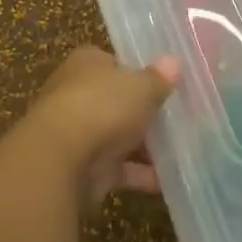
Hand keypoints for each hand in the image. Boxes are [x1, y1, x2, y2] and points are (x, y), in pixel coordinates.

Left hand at [23, 46, 180, 210]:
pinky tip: (168, 180)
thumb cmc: (101, 106)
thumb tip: (174, 62)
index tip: (165, 82)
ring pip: (118, 136)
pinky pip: (118, 169)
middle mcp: (78, 94)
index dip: (139, 71)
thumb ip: (158, 78)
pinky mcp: (83, 170)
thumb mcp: (141, 86)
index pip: (115, 62)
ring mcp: (79, 134)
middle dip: (143, 111)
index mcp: (87, 63)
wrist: (58, 161)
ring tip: (183, 149)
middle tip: (179, 116)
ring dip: (144, 146)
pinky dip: (140, 175)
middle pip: (117, 101)